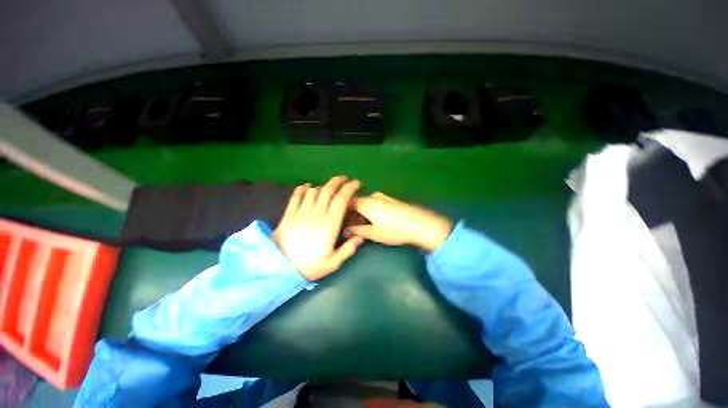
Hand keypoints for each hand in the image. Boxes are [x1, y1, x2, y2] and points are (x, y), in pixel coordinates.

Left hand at [273, 176, 363, 280]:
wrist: (281, 270)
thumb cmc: (310, 266)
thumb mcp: (333, 262)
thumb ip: (348, 249)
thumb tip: (360, 237)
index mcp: (329, 224)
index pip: (341, 199)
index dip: (349, 188)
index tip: (356, 183)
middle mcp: (316, 214)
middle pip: (327, 190)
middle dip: (337, 181)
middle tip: (344, 179)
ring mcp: (300, 213)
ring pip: (313, 191)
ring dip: (322, 186)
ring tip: (328, 186)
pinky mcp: (288, 215)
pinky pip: (296, 197)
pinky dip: (302, 189)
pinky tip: (307, 186)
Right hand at [347, 192, 452, 251]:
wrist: (420, 224)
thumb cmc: (394, 230)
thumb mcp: (373, 233)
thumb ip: (357, 231)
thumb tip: (345, 231)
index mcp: (366, 203)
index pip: (347, 203)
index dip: (342, 212)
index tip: (340, 222)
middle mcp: (373, 196)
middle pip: (357, 203)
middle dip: (352, 215)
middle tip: (351, 229)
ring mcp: (383, 197)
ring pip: (366, 204)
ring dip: (362, 214)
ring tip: (363, 228)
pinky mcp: (391, 201)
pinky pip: (375, 204)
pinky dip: (370, 212)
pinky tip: (375, 222)